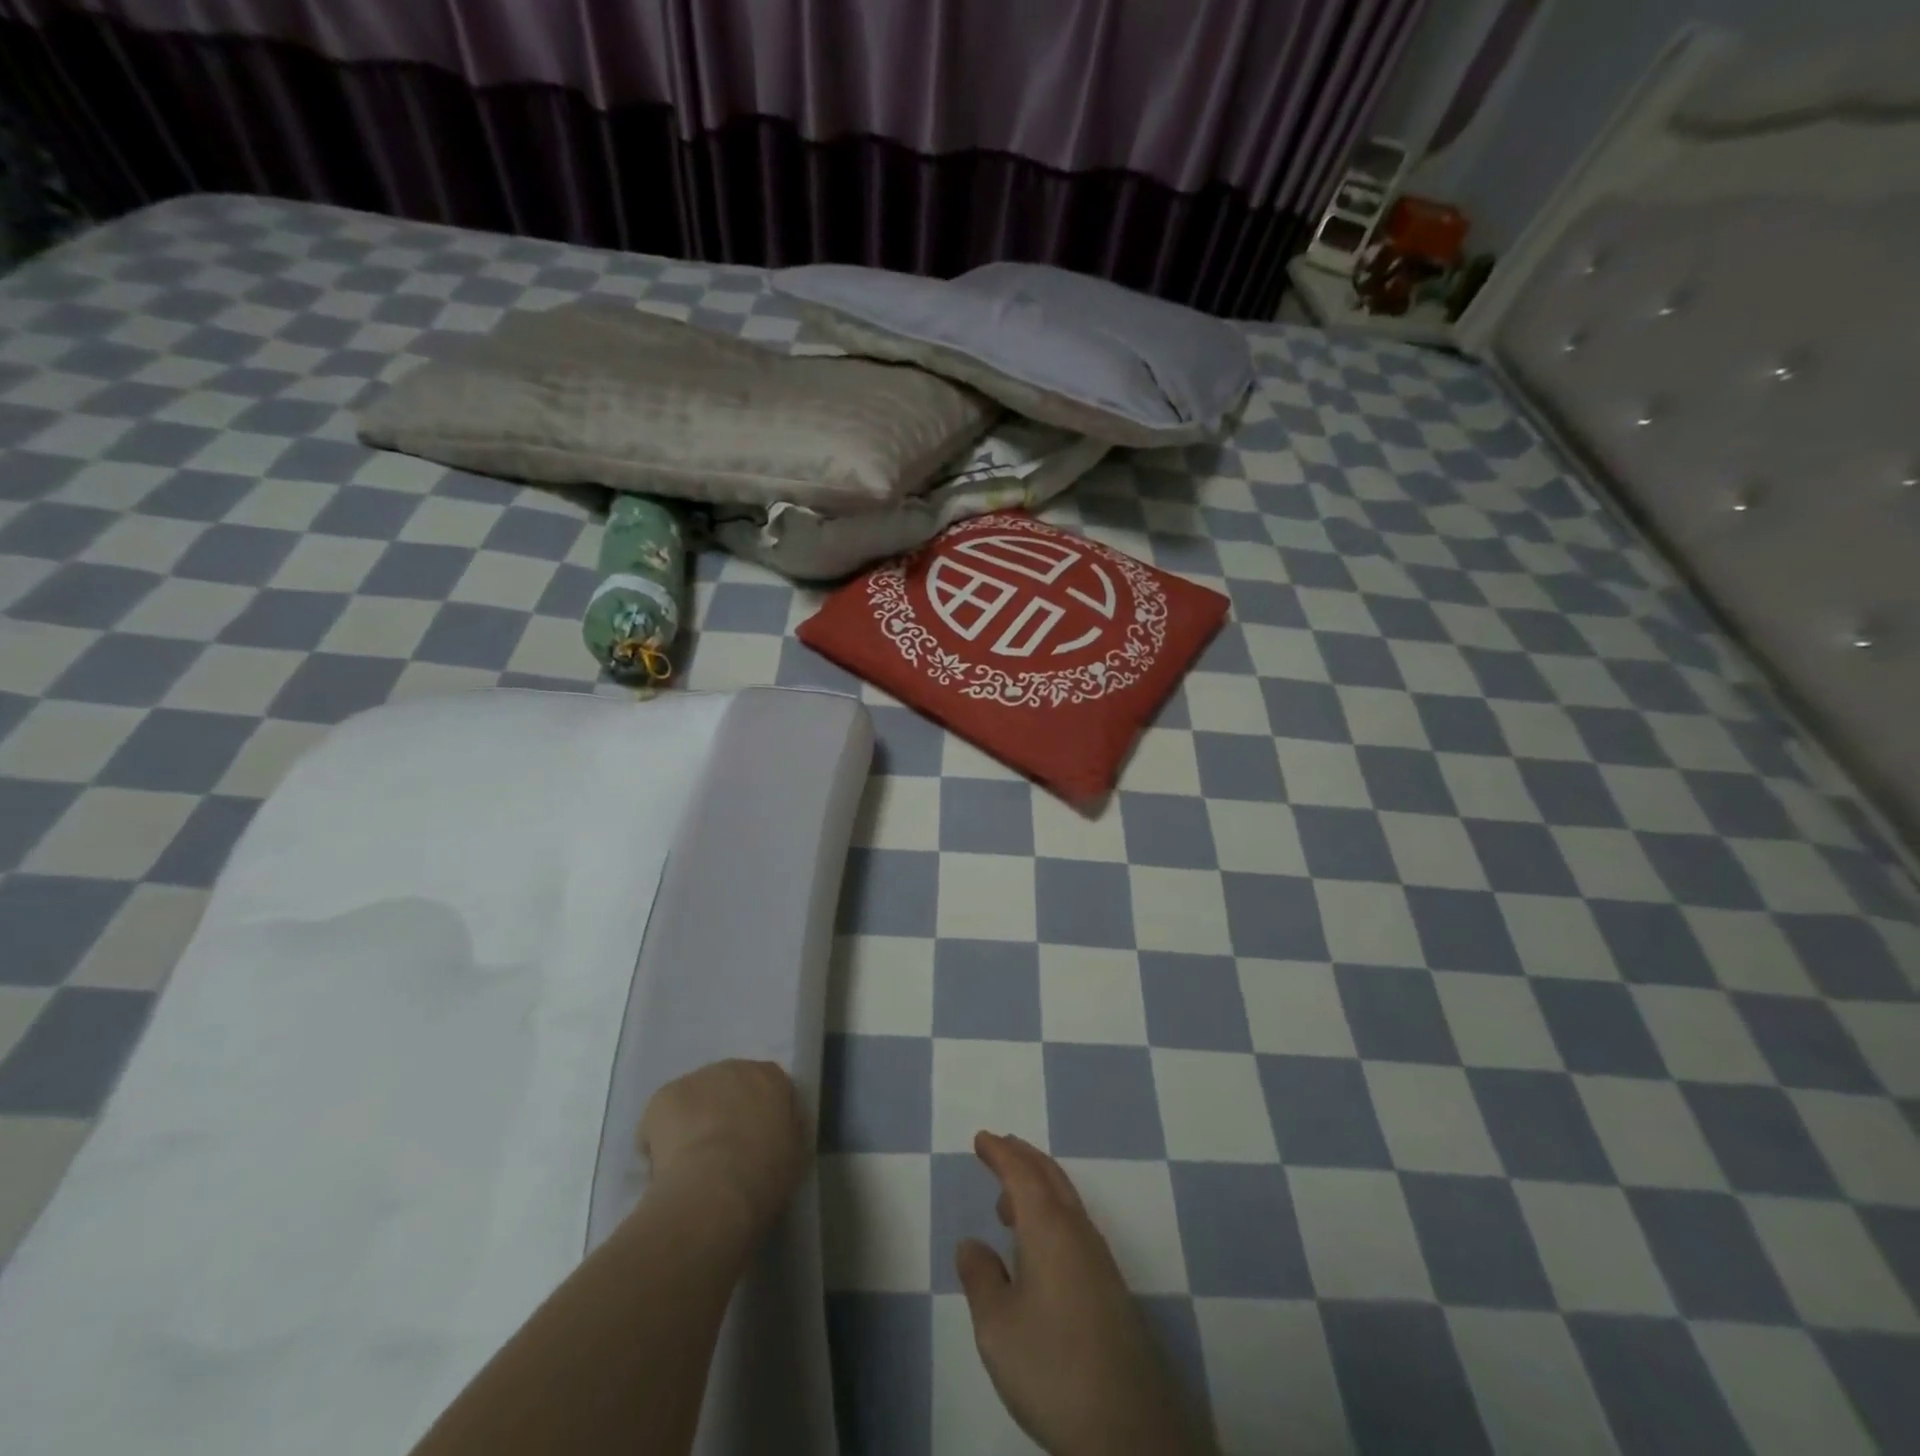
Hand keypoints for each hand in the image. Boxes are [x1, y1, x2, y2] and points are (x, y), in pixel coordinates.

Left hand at [637, 1060, 807, 1239]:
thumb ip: (788, 1128)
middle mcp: (734, 1067)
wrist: (715, 1188)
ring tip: (690, 1162)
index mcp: (771, 1076)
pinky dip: (661, 1136)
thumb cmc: (764, 1172)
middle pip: (727, 1087)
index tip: (755, 1140)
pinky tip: (665, 1166)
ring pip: (693, 1099)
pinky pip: (661, 1116)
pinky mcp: (663, 1096)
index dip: (759, 1114)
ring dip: (693, 1120)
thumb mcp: (795, 1152)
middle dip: (724, 1111)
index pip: (767, 1087)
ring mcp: (696, 1079)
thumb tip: (779, 1126)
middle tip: (722, 1150)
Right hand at [955, 1133, 1210, 1455]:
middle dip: (1023, 1157)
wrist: (1127, 1428)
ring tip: (1009, 1200)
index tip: (981, 1138)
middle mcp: (1078, 1231)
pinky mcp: (1110, 1288)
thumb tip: (971, 1244)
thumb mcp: (997, 1327)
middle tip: (999, 1147)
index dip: (1000, 1153)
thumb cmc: (1051, 1366)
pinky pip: (1075, 1226)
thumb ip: (980, 1278)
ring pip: (1066, 1201)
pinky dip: (1052, 1214)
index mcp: (1048, 1227)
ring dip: (1038, 1186)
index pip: (1022, 1173)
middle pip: (1050, 1177)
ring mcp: (1099, 1259)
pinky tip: (1039, 1246)